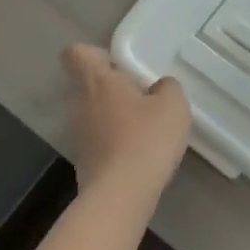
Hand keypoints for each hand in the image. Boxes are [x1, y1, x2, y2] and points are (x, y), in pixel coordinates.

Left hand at [62, 44, 191, 191]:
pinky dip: (117, 144)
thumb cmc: (146, 139)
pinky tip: (140, 156)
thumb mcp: (173, 106)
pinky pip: (101, 141)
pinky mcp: (85, 162)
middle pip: (90, 85)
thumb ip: (167, 87)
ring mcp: (80, 136)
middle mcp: (82, 104)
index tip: (120, 65)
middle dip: (115, 89)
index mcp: (98, 82)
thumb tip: (159, 87)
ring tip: (147, 131)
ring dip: (117, 118)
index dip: (95, 54)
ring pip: (96, 114)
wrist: (121, 195)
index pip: (77, 54)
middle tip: (145, 99)